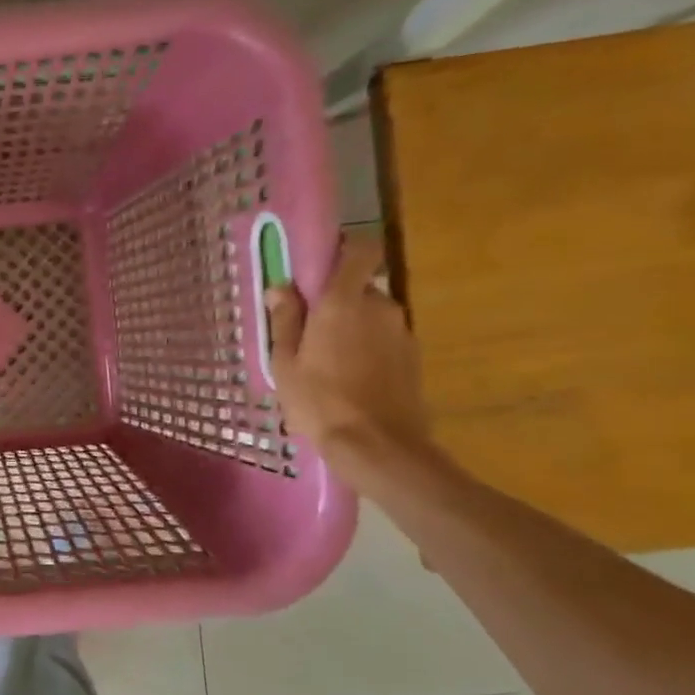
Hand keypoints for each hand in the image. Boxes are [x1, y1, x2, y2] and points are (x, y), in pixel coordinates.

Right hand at [266, 234, 432, 484]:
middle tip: (309, 331)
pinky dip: (368, 350)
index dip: (344, 249)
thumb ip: (285, 319)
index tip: (321, 266)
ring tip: (328, 362)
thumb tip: (281, 287)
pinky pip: (384, 340)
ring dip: (352, 328)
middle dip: (337, 302)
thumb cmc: (318, 400)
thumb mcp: (285, 362)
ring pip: (372, 316)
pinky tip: (350, 380)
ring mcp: (401, 331)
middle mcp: (379, 306)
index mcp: (343, 301)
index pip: (360, 249)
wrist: (377, 445)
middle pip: (359, 288)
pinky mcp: (413, 356)